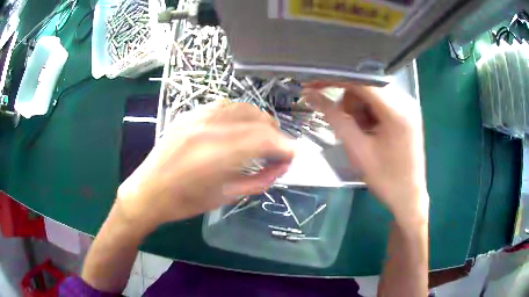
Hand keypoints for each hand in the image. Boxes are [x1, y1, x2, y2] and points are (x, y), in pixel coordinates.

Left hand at [117, 101, 293, 229]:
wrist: (148, 191)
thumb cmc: (185, 203)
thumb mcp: (226, 197)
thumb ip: (259, 180)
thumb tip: (282, 166)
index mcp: (217, 155)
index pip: (264, 139)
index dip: (284, 147)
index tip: (291, 156)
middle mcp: (209, 128)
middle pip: (257, 120)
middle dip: (275, 134)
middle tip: (278, 150)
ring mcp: (197, 117)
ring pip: (242, 107)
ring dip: (259, 121)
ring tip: (262, 137)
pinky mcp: (189, 114)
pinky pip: (223, 105)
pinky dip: (239, 114)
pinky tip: (240, 127)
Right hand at [303, 82, 427, 225]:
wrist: (409, 198)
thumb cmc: (386, 179)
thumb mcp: (358, 150)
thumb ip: (335, 118)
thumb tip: (311, 95)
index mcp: (397, 110)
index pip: (361, 81)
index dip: (335, 79)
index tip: (314, 84)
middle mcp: (406, 101)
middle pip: (366, 87)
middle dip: (350, 104)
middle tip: (346, 127)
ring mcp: (408, 107)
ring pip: (372, 95)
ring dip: (359, 111)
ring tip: (360, 135)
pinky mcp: (407, 114)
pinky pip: (381, 103)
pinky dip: (369, 114)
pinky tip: (371, 133)